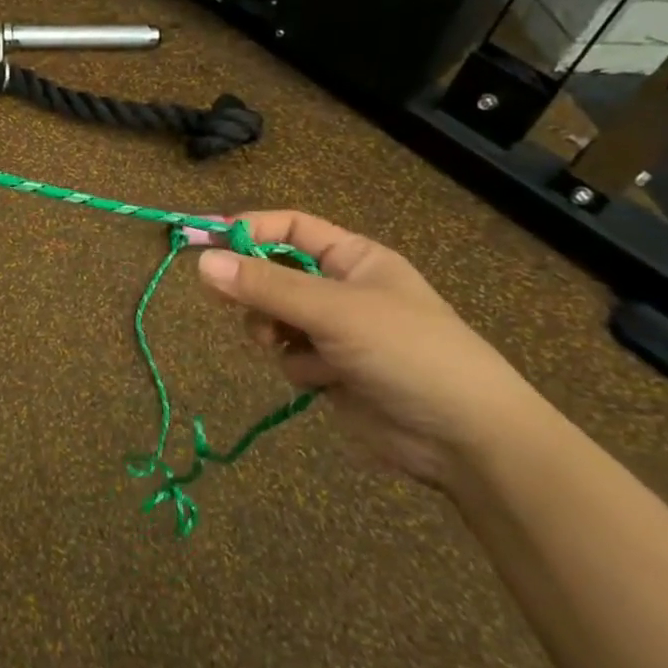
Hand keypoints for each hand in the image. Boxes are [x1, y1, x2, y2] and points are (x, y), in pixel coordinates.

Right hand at [197, 211, 544, 485]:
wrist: (466, 439)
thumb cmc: (407, 352)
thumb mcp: (334, 311)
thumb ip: (266, 287)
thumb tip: (201, 262)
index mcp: (353, 258)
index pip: (290, 228)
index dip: (248, 229)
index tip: (203, 239)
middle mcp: (341, 289)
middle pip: (273, 273)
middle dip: (254, 288)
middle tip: (221, 296)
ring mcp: (336, 332)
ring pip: (274, 318)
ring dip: (273, 331)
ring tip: (285, 345)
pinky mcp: (331, 372)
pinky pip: (289, 356)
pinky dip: (297, 367)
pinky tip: (321, 380)